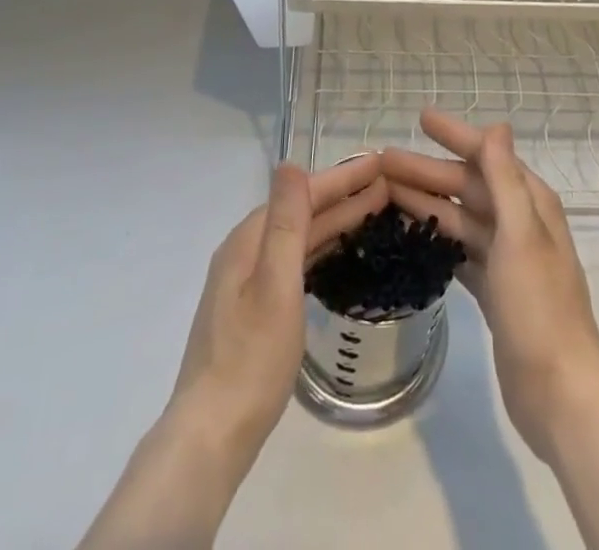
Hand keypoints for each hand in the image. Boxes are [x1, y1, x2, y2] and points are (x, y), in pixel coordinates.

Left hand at [169, 153, 386, 457]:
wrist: (211, 437)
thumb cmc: (250, 360)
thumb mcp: (276, 285)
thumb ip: (286, 223)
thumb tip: (290, 162)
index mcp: (248, 240)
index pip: (302, 194)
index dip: (341, 177)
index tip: (379, 162)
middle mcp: (245, 252)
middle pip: (301, 213)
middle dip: (343, 196)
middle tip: (387, 185)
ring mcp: (246, 282)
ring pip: (299, 237)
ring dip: (335, 221)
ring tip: (374, 211)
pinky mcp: (253, 309)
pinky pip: (295, 261)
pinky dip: (321, 248)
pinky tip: (338, 253)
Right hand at [383, 109, 598, 462]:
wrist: (560, 395)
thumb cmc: (539, 308)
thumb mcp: (521, 235)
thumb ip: (505, 179)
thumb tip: (498, 124)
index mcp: (530, 204)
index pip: (487, 155)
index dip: (454, 134)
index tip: (420, 118)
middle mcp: (520, 224)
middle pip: (467, 187)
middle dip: (427, 171)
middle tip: (382, 162)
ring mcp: (507, 260)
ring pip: (459, 219)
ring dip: (426, 203)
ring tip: (384, 195)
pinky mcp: (495, 292)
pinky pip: (459, 252)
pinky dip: (435, 240)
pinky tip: (409, 237)